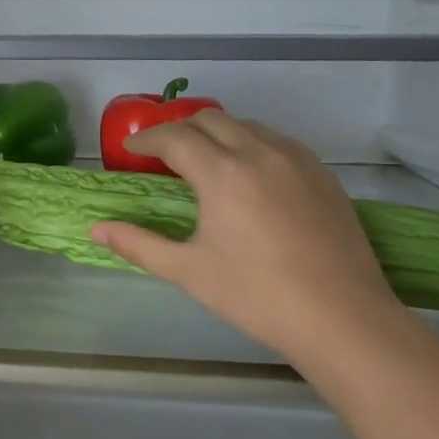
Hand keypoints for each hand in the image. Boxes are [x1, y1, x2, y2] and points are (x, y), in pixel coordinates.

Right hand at [91, 110, 403, 364]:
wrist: (343, 319)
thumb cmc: (255, 295)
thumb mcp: (187, 271)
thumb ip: (138, 243)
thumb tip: (95, 229)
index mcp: (223, 173)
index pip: (174, 137)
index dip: (146, 139)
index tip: (129, 150)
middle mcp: (260, 153)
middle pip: (210, 119)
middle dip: (180, 129)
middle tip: (162, 154)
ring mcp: (297, 161)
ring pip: (248, 125)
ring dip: (218, 133)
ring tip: (205, 161)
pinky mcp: (324, 176)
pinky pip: (279, 141)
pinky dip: (252, 144)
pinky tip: (250, 174)